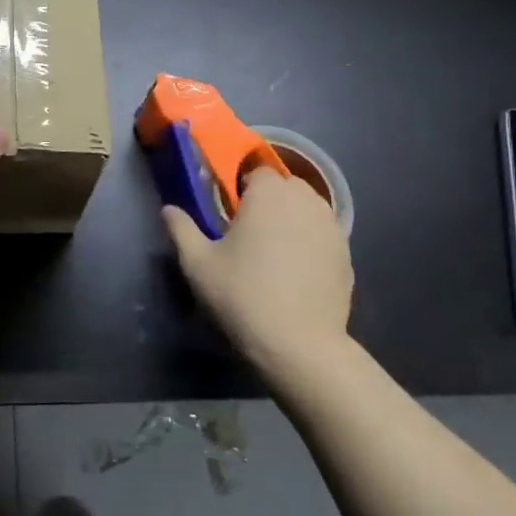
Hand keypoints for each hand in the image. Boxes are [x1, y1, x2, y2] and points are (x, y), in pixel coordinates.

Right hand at [162, 167, 352, 369]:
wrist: (299, 344)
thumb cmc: (242, 295)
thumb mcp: (197, 263)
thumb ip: (181, 229)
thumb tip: (168, 209)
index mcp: (268, 194)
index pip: (257, 171)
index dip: (242, 187)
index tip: (229, 212)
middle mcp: (305, 201)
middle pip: (286, 186)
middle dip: (269, 199)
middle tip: (248, 230)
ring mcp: (332, 228)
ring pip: (308, 209)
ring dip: (291, 218)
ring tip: (273, 248)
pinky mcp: (346, 255)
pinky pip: (323, 234)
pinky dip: (310, 241)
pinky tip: (295, 270)